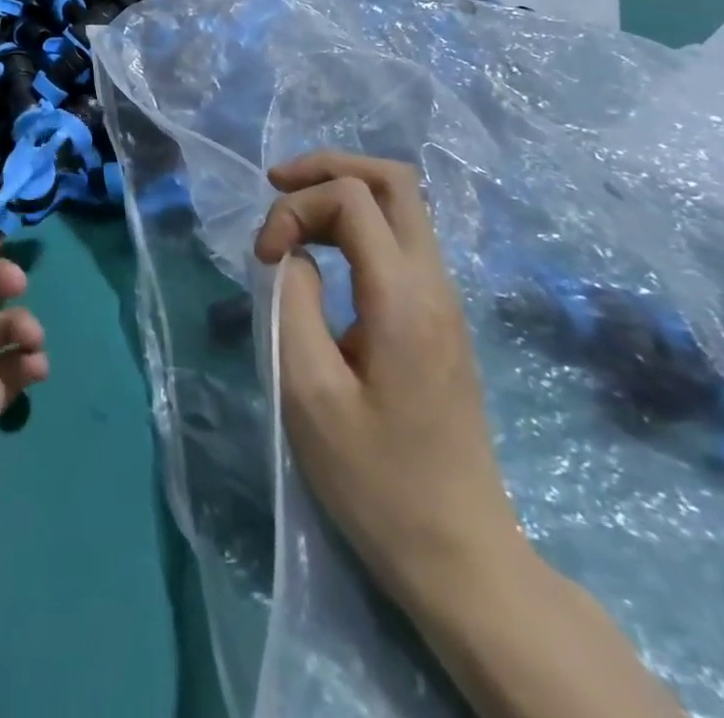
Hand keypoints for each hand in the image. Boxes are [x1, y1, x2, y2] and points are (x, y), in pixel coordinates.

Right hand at [254, 152, 525, 608]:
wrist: (460, 555)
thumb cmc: (374, 480)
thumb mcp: (307, 392)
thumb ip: (292, 303)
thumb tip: (295, 254)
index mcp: (404, 298)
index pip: (352, 198)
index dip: (295, 207)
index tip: (264, 258)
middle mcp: (435, 285)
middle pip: (394, 180)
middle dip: (329, 167)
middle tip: (276, 184)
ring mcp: (445, 301)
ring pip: (403, 205)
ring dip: (343, 192)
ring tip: (292, 213)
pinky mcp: (441, 320)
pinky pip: (402, 239)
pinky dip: (357, 223)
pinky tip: (324, 248)